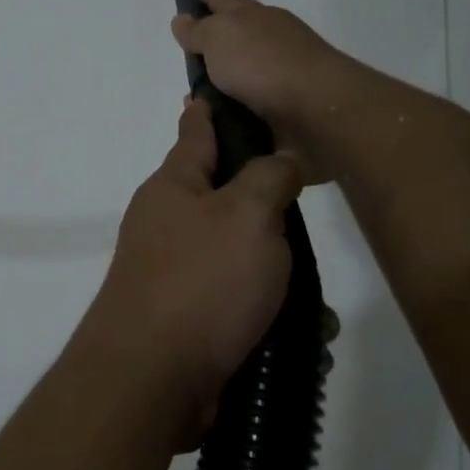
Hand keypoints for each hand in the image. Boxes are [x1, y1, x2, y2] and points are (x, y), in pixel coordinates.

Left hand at [80, 98, 301, 435]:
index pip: (194, 133)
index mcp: (173, 188)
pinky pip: (240, 306)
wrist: (154, 378)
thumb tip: (280, 159)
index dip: (206, 112)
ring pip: (241, 259)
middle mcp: (168, 225)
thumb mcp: (247, 214)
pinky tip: (304, 339)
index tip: (207, 91)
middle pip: (225, 199)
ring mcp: (174, 274)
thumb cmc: (201, 281)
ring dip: (279, 277)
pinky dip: (271, 318)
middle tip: (305, 213)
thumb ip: (269, 177)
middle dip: (267, 211)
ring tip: (316, 304)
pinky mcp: (188, 320)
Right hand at [170, 0, 359, 177]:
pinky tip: (216, 123)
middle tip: (190, 52)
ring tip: (195, 99)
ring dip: (222, 83)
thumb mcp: (219, 37)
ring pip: (242, 74)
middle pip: (236, 36)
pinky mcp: (285, 109)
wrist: (316, 110)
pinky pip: (249, 107)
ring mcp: (280, 75)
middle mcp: (269, 41)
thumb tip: (182, 19)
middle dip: (215, 40)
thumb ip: (199, 31)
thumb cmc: (262, 63)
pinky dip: (232, 111)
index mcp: (253, 17)